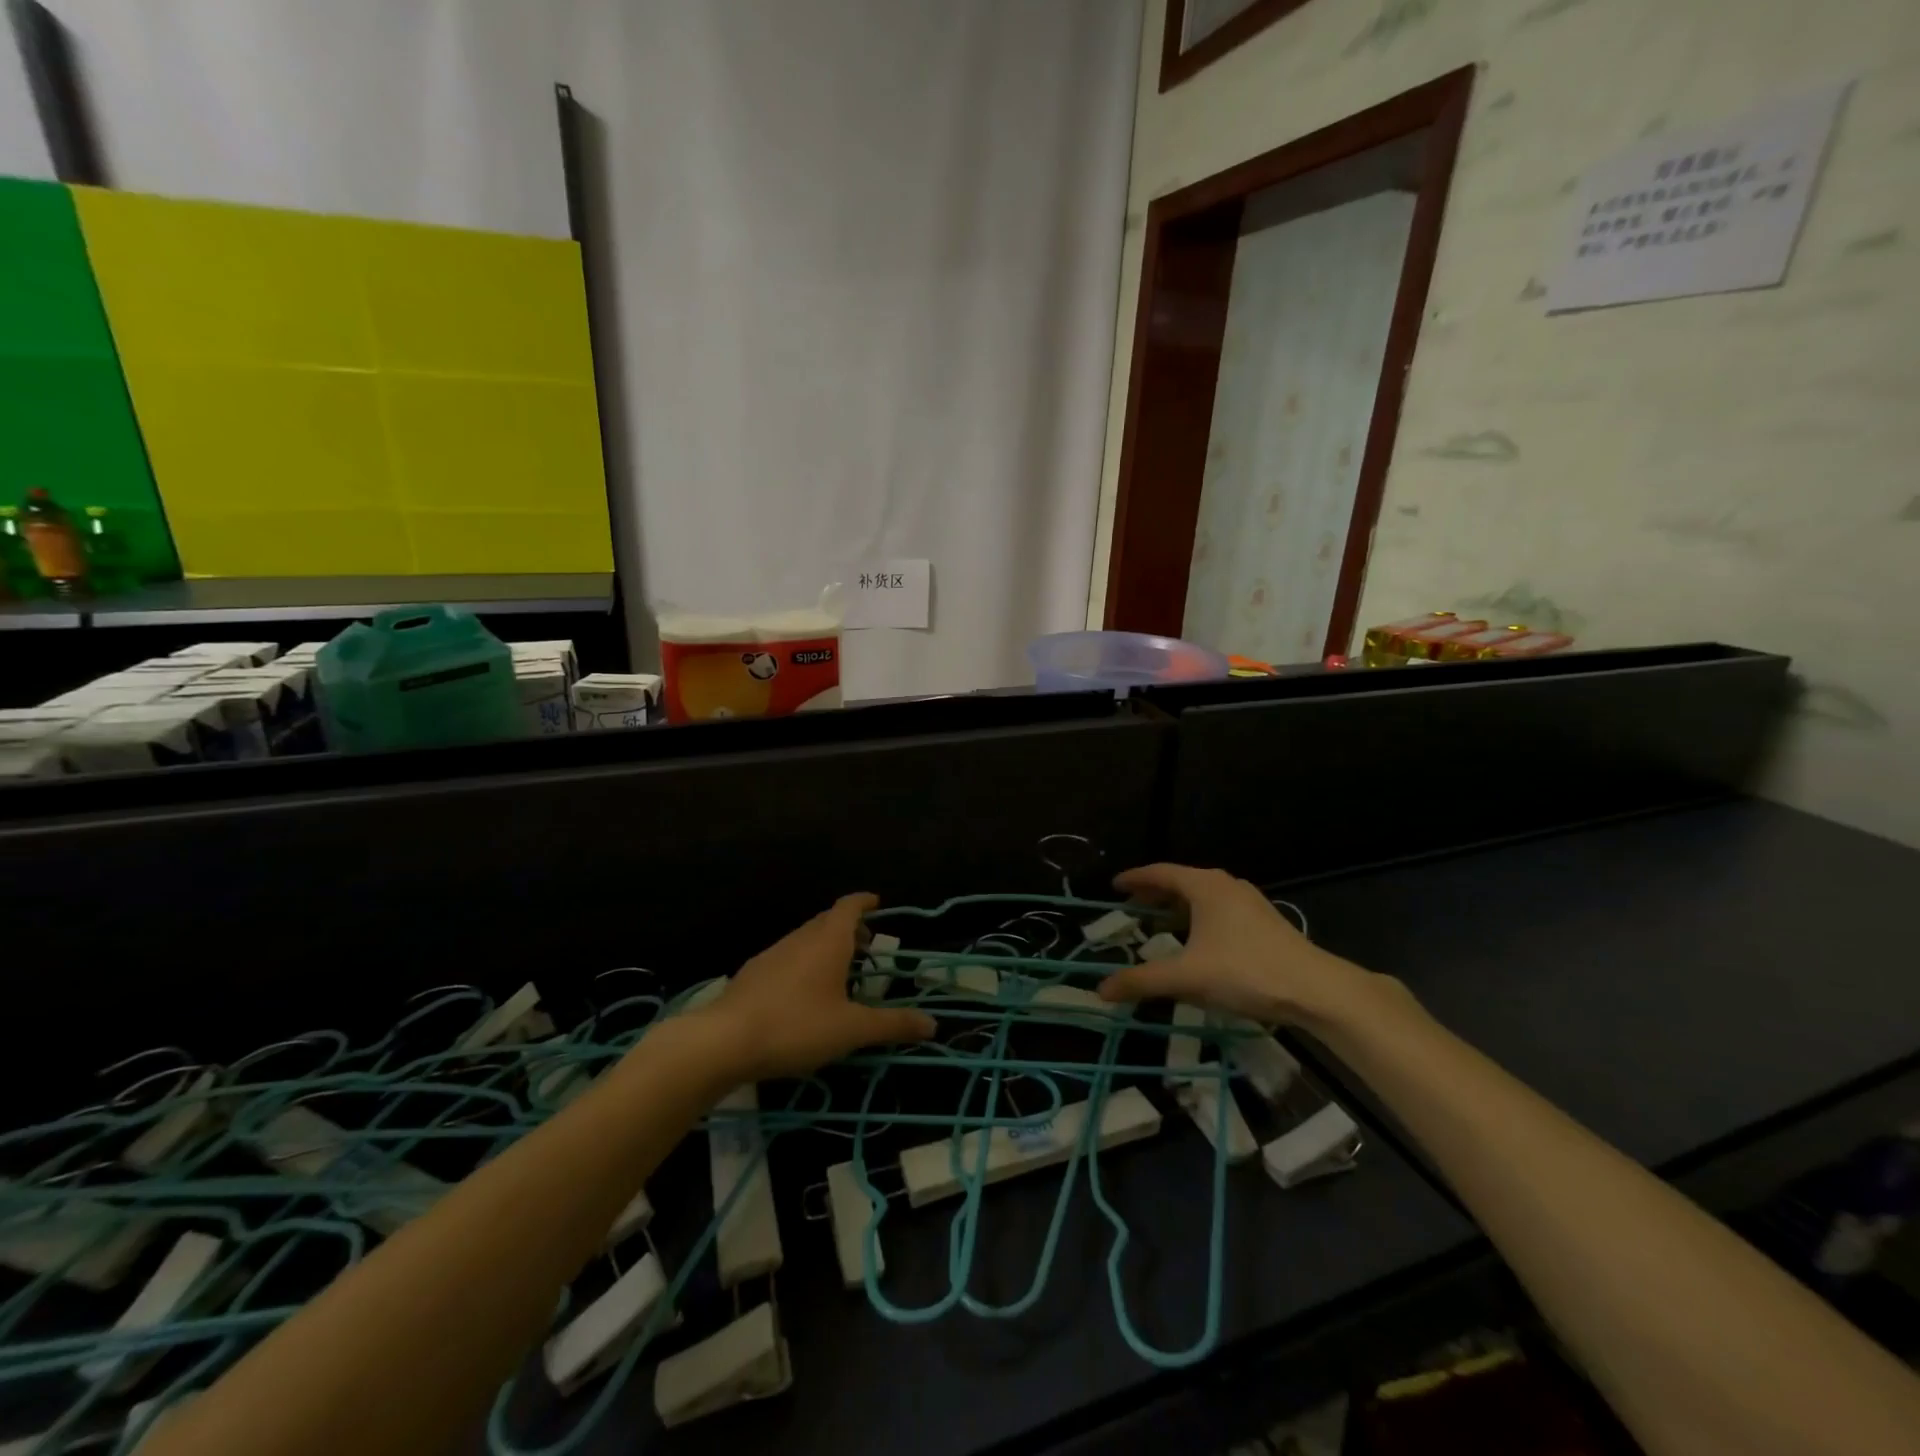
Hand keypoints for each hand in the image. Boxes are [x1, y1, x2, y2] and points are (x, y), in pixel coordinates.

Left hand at [699, 894, 936, 1079]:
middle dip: (849, 928)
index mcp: (828, 940)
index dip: (864, 902)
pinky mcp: (752, 974)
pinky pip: (787, 957)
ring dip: (826, 947)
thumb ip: (892, 1025)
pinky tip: (803, 995)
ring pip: (806, 939)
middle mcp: (800, 938)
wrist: (723, 1041)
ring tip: (839, 974)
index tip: (878, 903)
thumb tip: (933, 1024)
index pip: (849, 906)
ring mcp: (772, 953)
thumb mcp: (852, 1029)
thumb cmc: (796, 1026)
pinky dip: (804, 964)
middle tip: (867, 947)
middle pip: (827, 921)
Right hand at [1095, 864, 1372, 1027]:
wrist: (1316, 989)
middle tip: (1131, 906)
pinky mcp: (1264, 921)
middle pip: (1181, 881)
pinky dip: (1198, 917)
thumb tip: (1101, 990)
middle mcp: (1226, 885)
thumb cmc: (1245, 972)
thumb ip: (1142, 981)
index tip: (1114, 886)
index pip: (1160, 872)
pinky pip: (1219, 909)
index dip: (1135, 878)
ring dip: (1178, 906)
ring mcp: (1249, 902)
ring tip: (1160, 923)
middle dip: (1154, 892)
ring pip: (1202, 895)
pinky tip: (1197, 941)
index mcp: (1204, 886)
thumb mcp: (1187, 977)